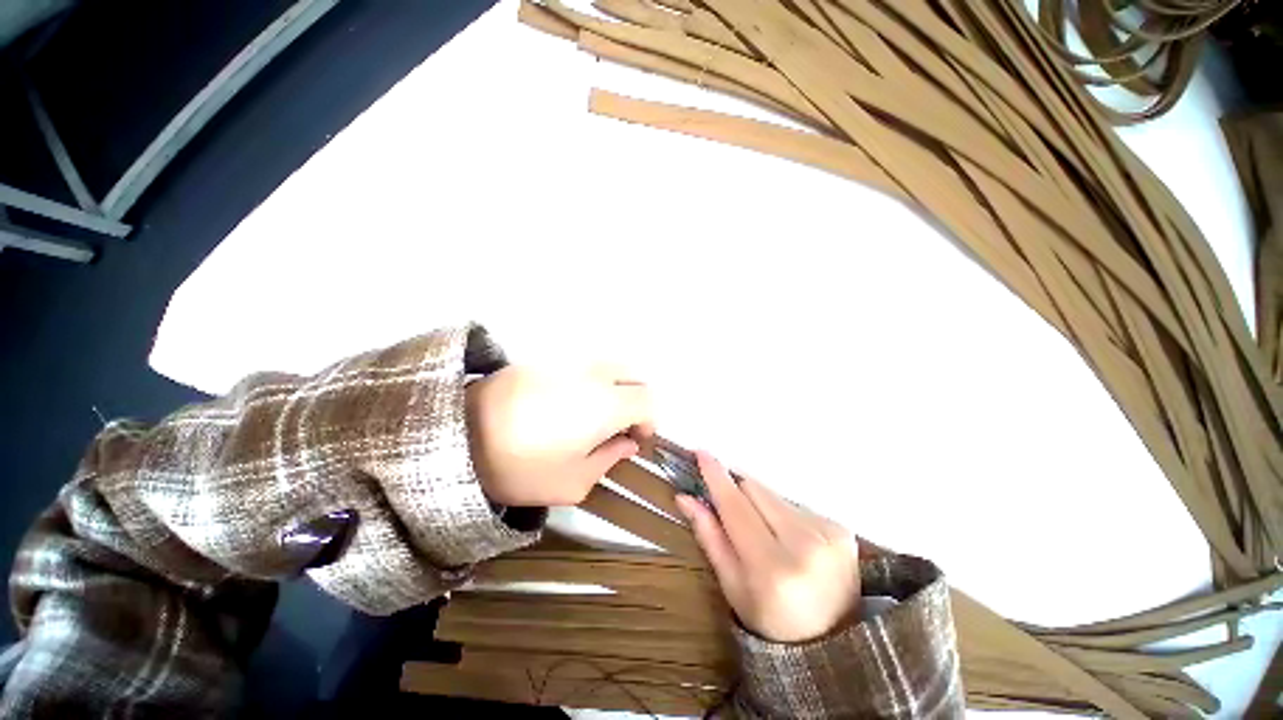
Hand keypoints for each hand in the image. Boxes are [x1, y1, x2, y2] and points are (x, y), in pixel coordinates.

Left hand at [465, 365, 653, 506]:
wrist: (460, 439)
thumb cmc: (523, 469)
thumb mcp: (573, 483)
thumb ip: (608, 460)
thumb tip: (626, 443)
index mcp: (605, 403)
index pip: (647, 399)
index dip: (649, 421)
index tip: (635, 442)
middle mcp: (589, 373)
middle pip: (629, 373)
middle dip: (632, 399)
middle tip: (616, 428)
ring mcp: (559, 362)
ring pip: (600, 366)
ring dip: (606, 388)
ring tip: (586, 419)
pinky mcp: (533, 361)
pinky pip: (571, 367)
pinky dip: (579, 383)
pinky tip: (557, 409)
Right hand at [676, 452, 859, 642]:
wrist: (828, 635)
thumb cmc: (771, 620)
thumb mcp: (733, 589)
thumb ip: (713, 541)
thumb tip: (687, 499)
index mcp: (771, 566)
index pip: (737, 509)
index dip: (717, 480)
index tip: (701, 453)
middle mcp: (804, 543)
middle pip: (760, 493)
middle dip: (738, 492)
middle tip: (723, 503)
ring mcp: (829, 533)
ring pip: (780, 498)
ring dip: (763, 507)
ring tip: (763, 539)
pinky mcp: (843, 528)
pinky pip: (802, 509)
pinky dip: (788, 519)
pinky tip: (789, 544)